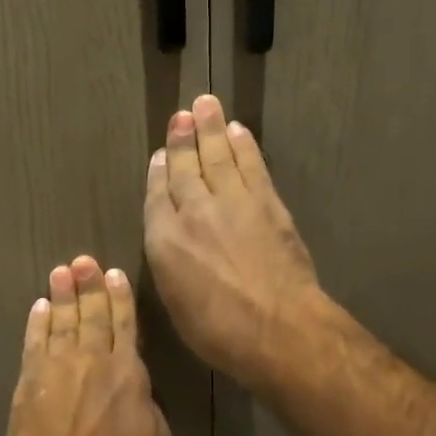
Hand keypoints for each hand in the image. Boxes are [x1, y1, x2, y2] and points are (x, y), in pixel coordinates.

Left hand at [0, 256, 173, 435]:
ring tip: (61, 271)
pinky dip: (37, 323)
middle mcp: (92, 359)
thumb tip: (143, 394)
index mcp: (127, 372)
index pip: (125, 324)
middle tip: (84, 260)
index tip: (114, 273)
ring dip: (62, 294)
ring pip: (62, 320)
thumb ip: (153, 411)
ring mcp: (57, 366)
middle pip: (92, 313)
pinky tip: (38, 306)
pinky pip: (34, 342)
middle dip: (89, 284)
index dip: (120, 297)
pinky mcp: (30, 380)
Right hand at [144, 94, 324, 389]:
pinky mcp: (266, 203)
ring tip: (206, 105)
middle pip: (186, 167)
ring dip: (212, 129)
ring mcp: (232, 202)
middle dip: (183, 138)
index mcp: (164, 240)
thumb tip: (169, 234)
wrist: (277, 327)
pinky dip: (243, 146)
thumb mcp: (175, 301)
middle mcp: (194, 211)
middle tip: (183, 113)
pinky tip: (238, 132)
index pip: (158, 195)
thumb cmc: (218, 330)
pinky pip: (251, 165)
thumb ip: (169, 260)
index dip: (160, 171)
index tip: (162, 153)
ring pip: (218, 156)